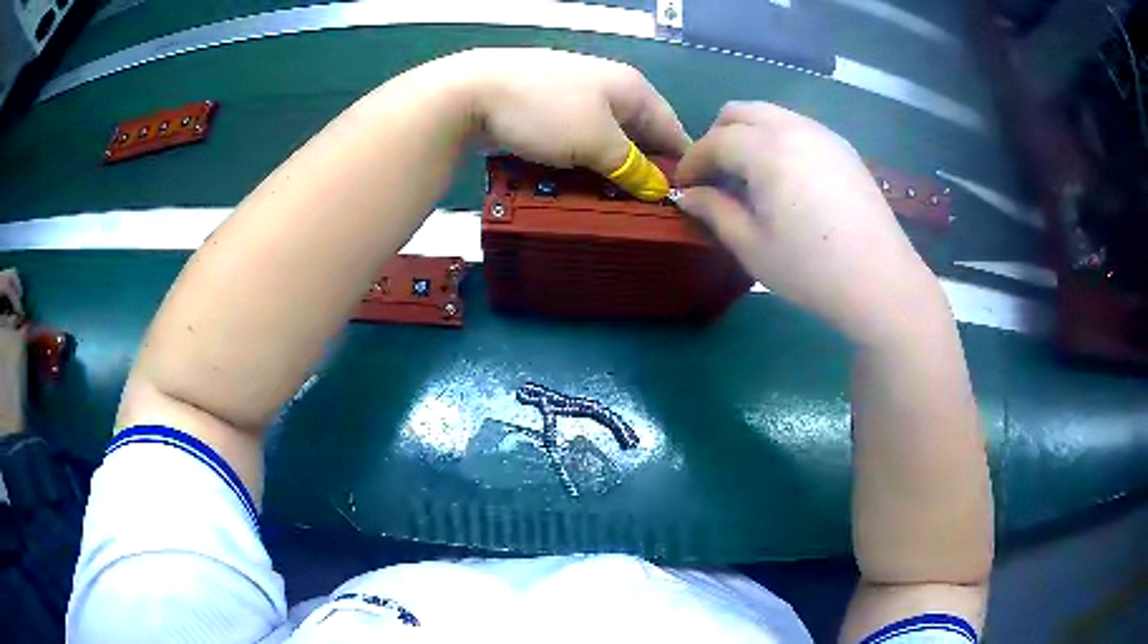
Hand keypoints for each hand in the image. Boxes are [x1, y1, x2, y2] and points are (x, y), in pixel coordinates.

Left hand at [446, 48, 689, 197]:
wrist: (470, 93)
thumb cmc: (545, 112)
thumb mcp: (599, 142)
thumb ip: (633, 167)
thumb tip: (659, 190)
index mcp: (633, 89)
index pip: (673, 132)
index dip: (678, 170)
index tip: (677, 208)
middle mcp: (610, 90)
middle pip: (640, 139)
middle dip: (642, 175)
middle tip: (642, 215)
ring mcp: (576, 99)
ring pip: (607, 144)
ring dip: (610, 174)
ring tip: (611, 209)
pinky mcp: (548, 113)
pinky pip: (578, 144)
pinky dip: (582, 166)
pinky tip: (579, 190)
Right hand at [675, 102, 947, 345]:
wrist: (881, 282)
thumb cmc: (811, 269)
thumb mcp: (752, 246)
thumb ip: (714, 211)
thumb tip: (689, 195)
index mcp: (767, 150)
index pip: (715, 141)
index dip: (693, 162)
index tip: (684, 186)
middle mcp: (794, 128)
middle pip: (740, 112)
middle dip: (718, 137)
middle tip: (715, 176)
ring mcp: (823, 134)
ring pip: (771, 115)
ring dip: (748, 136)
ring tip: (749, 177)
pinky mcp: (843, 148)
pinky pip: (798, 127)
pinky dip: (777, 140)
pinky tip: (786, 179)